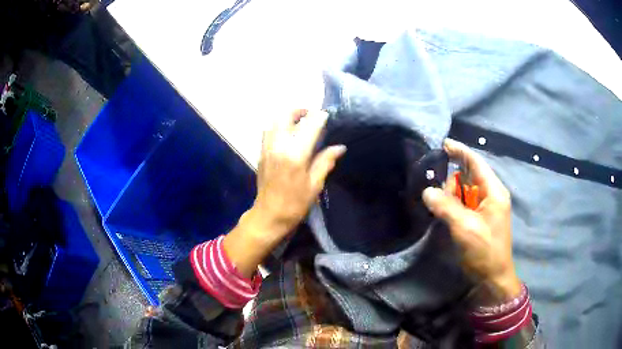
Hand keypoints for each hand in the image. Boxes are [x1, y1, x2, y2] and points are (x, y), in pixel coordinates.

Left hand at [224, 110, 345, 276]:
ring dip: (287, 117)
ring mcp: (267, 148)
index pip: (310, 125)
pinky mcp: (261, 153)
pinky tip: (287, 136)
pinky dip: (278, 126)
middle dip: (300, 110)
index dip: (320, 117)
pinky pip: (268, 131)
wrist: (269, 216)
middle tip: (312, 116)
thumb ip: (325, 162)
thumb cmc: (295, 204)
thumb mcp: (315, 185)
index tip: (328, 115)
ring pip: (274, 120)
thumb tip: (340, 147)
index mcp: (296, 154)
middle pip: (286, 115)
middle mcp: (279, 146)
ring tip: (300, 124)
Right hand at [422, 139, 520, 300]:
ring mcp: (487, 206)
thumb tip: (427, 191)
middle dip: (452, 182)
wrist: (493, 278)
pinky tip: (446, 214)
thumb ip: (446, 207)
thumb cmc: (484, 251)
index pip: (476, 163)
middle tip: (438, 198)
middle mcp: (492, 194)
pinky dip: (454, 205)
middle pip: (468, 176)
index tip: (442, 144)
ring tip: (442, 210)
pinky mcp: (481, 218)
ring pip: (465, 190)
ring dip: (452, 195)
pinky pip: (465, 203)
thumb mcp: (465, 228)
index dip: (460, 151)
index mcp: (493, 191)